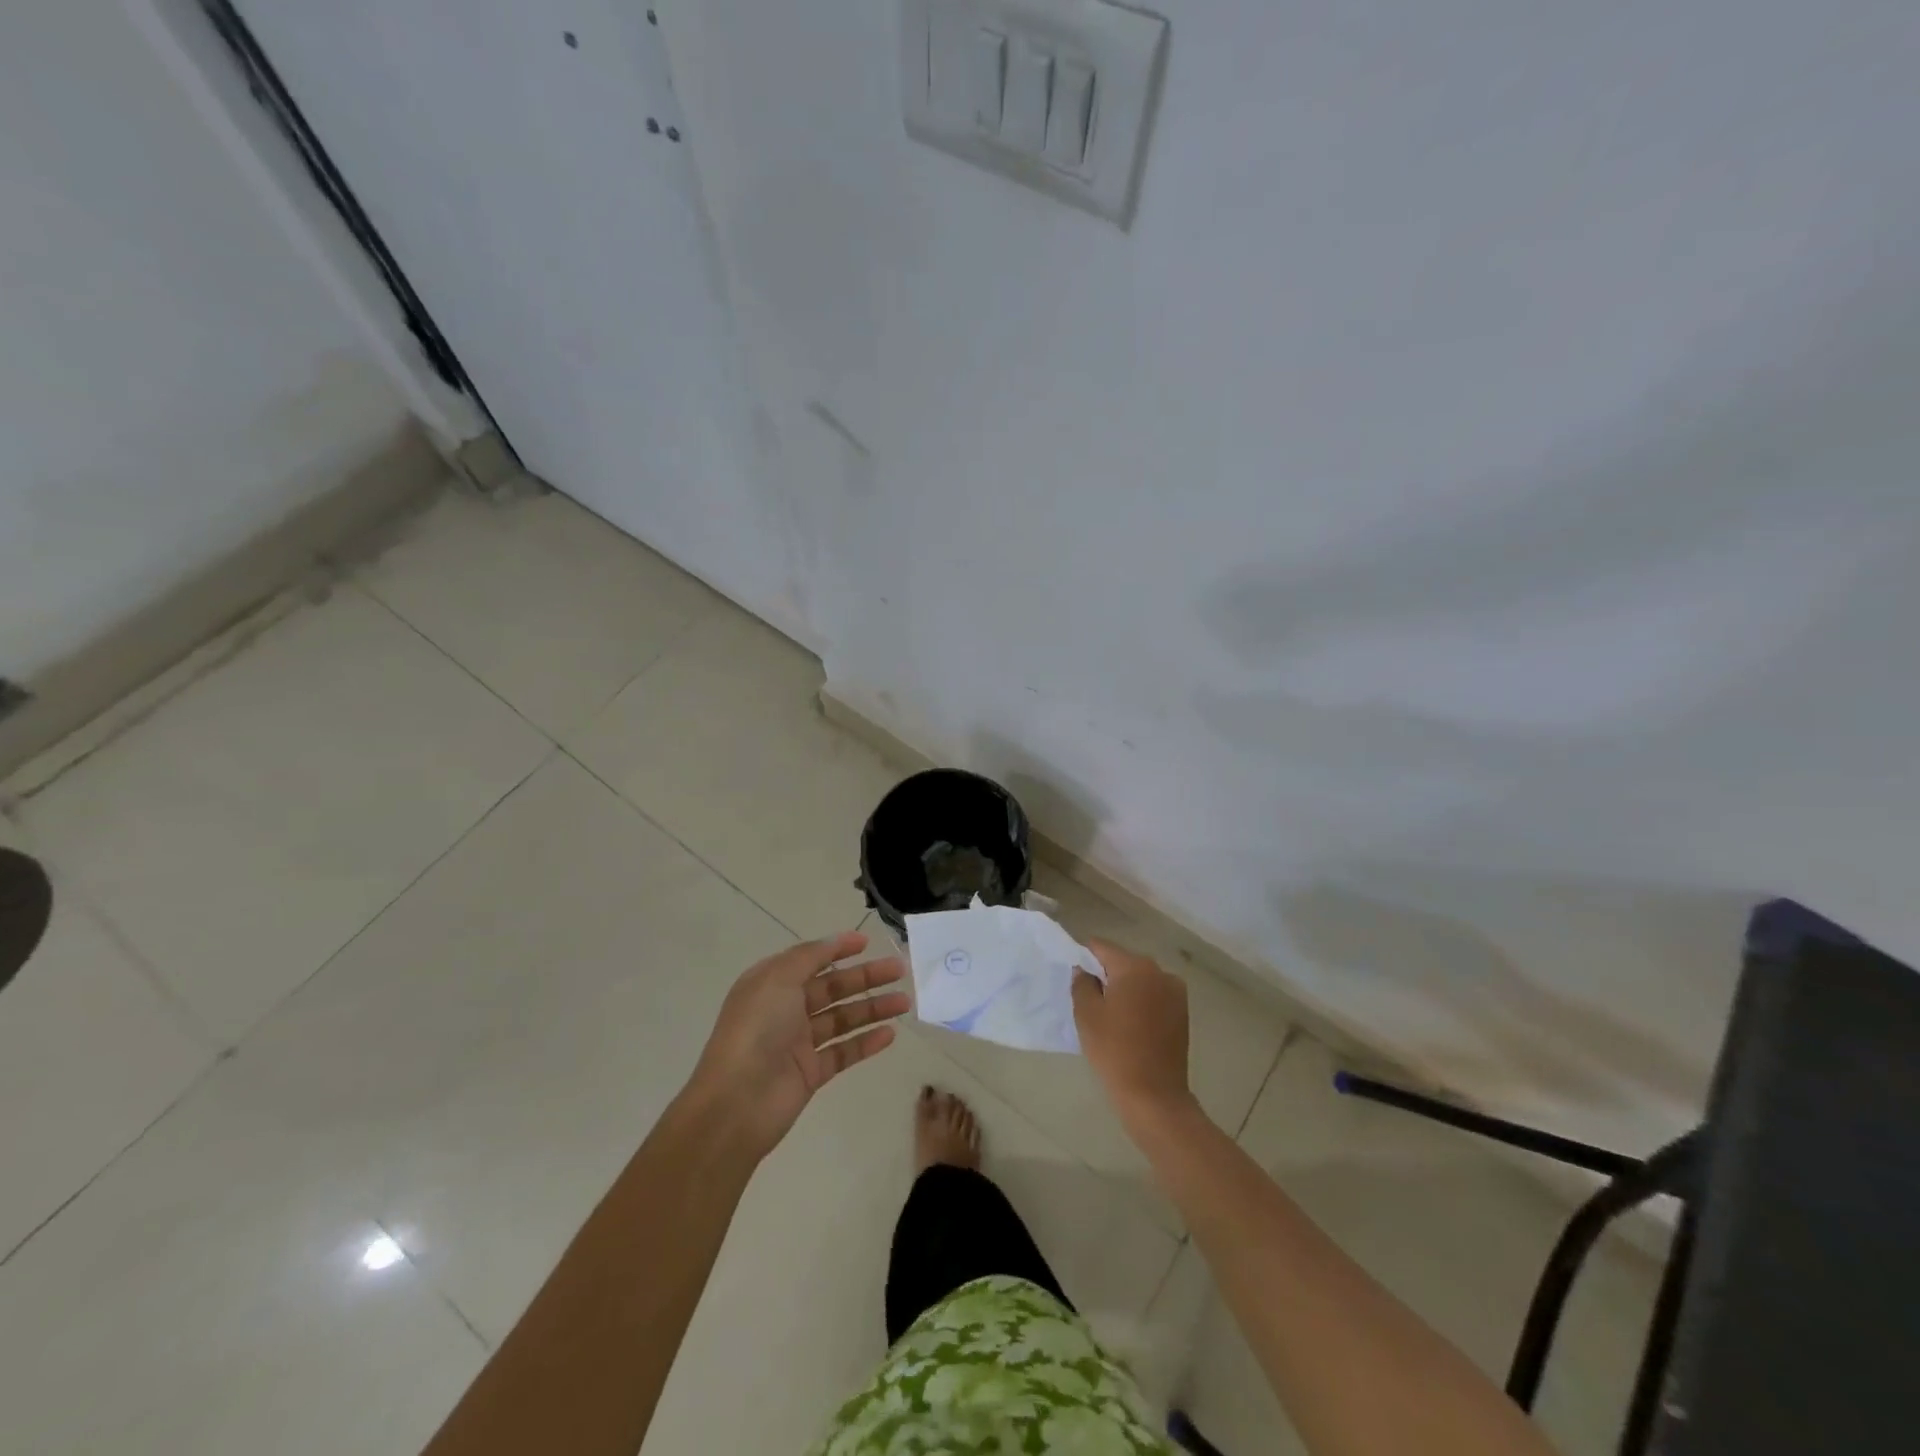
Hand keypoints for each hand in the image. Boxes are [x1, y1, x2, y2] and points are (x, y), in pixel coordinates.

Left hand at [686, 930, 909, 1158]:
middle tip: (900, 970)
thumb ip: (809, 956)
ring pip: (843, 1019)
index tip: (867, 943)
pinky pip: (844, 1052)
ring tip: (905, 1002)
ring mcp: (799, 1043)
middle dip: (866, 977)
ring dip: (873, 1008)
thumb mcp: (778, 979)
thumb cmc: (756, 1030)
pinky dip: (866, 1042)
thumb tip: (835, 941)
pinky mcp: (811, 1073)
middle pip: (833, 987)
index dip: (838, 949)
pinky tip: (890, 1034)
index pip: (810, 960)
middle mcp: (785, 1010)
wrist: (736, 1103)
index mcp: (771, 984)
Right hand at [1072, 938, 1194, 1129]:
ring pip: (1141, 980)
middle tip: (1090, 998)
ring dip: (1126, 989)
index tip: (1076, 975)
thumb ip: (1082, 983)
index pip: (1102, 947)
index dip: (1085, 957)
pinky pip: (1155, 996)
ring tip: (1111, 1015)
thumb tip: (1084, 970)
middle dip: (1107, 974)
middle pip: (1124, 962)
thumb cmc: (1114, 1050)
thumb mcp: (1086, 1014)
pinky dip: (1142, 1002)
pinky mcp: (1183, 1012)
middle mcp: (1159, 971)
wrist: (1154, 1094)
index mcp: (1134, 967)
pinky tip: (1131, 1025)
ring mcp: (1175, 992)